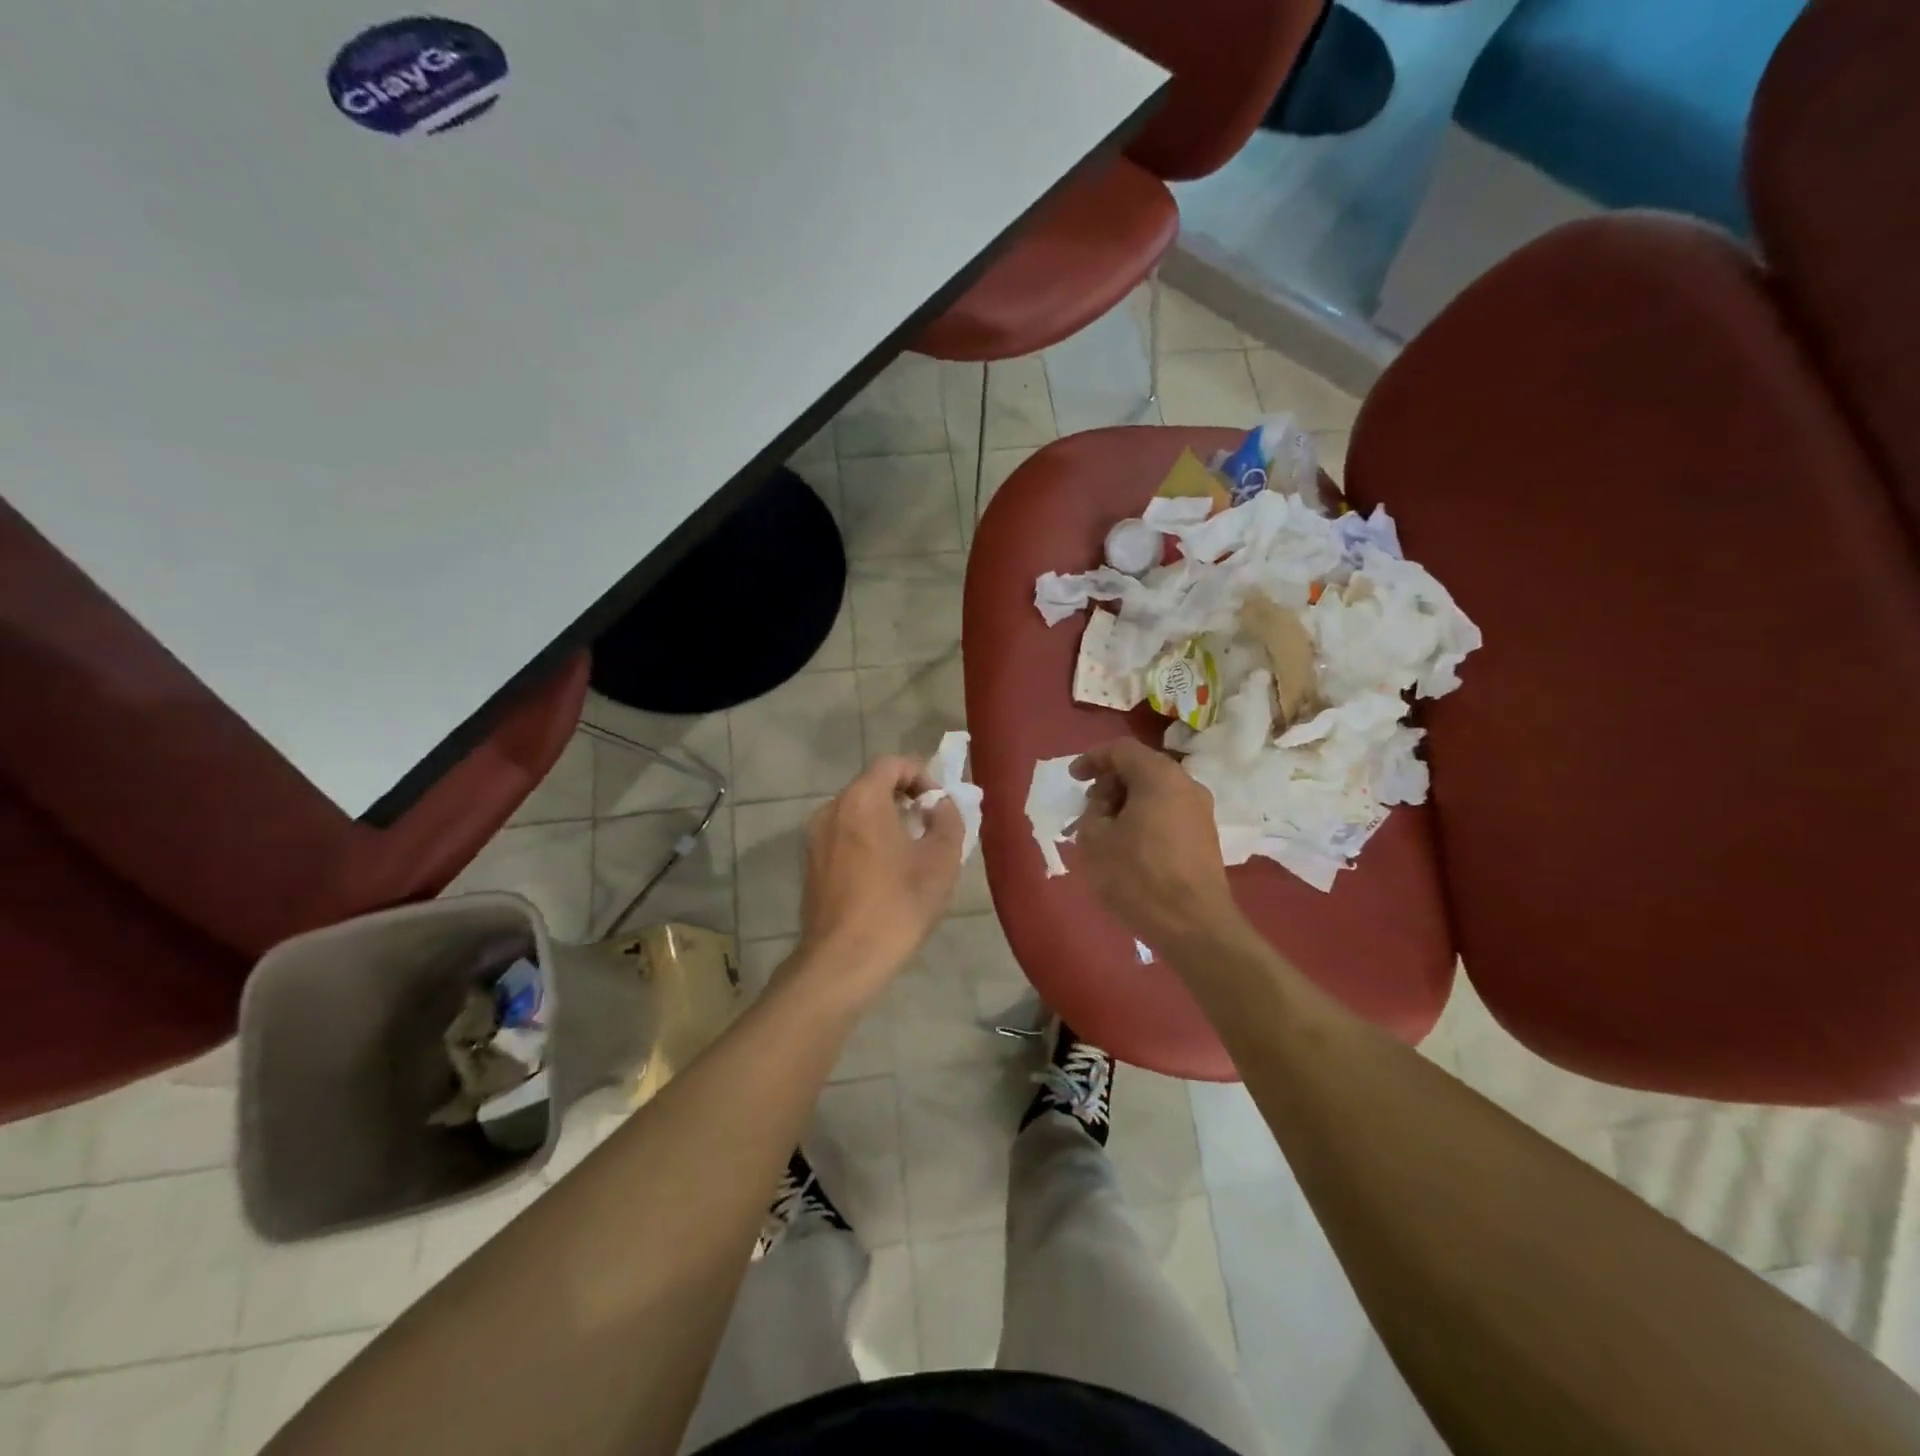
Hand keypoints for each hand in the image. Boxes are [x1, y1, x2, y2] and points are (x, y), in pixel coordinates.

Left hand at [795, 756, 963, 1000]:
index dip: (921, 774)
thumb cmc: (897, 905)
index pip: (892, 763)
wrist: (843, 960)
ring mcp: (815, 837)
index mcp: (862, 800)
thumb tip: (940, 805)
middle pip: (872, 785)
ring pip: (856, 811)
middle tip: (929, 826)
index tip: (938, 804)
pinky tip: (884, 872)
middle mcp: (832, 809)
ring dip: (884, 819)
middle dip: (904, 798)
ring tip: (909, 851)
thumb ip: (948, 821)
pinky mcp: (810, 863)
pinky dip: (865, 839)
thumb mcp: (941, 861)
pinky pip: (842, 835)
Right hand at [1072, 738, 1238, 951]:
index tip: (1073, 778)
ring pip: (1155, 792)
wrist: (1194, 926)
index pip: (1121, 749)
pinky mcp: (1205, 836)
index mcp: (1159, 776)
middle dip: (1109, 783)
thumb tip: (1104, 807)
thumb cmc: (1138, 877)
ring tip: (1105, 831)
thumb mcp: (1095, 840)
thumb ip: (1092, 811)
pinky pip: (1168, 813)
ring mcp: (1200, 811)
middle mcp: (1186, 784)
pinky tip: (1129, 845)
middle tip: (1088, 809)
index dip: (1092, 759)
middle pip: (1141, 768)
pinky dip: (1144, 818)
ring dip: (1126, 803)